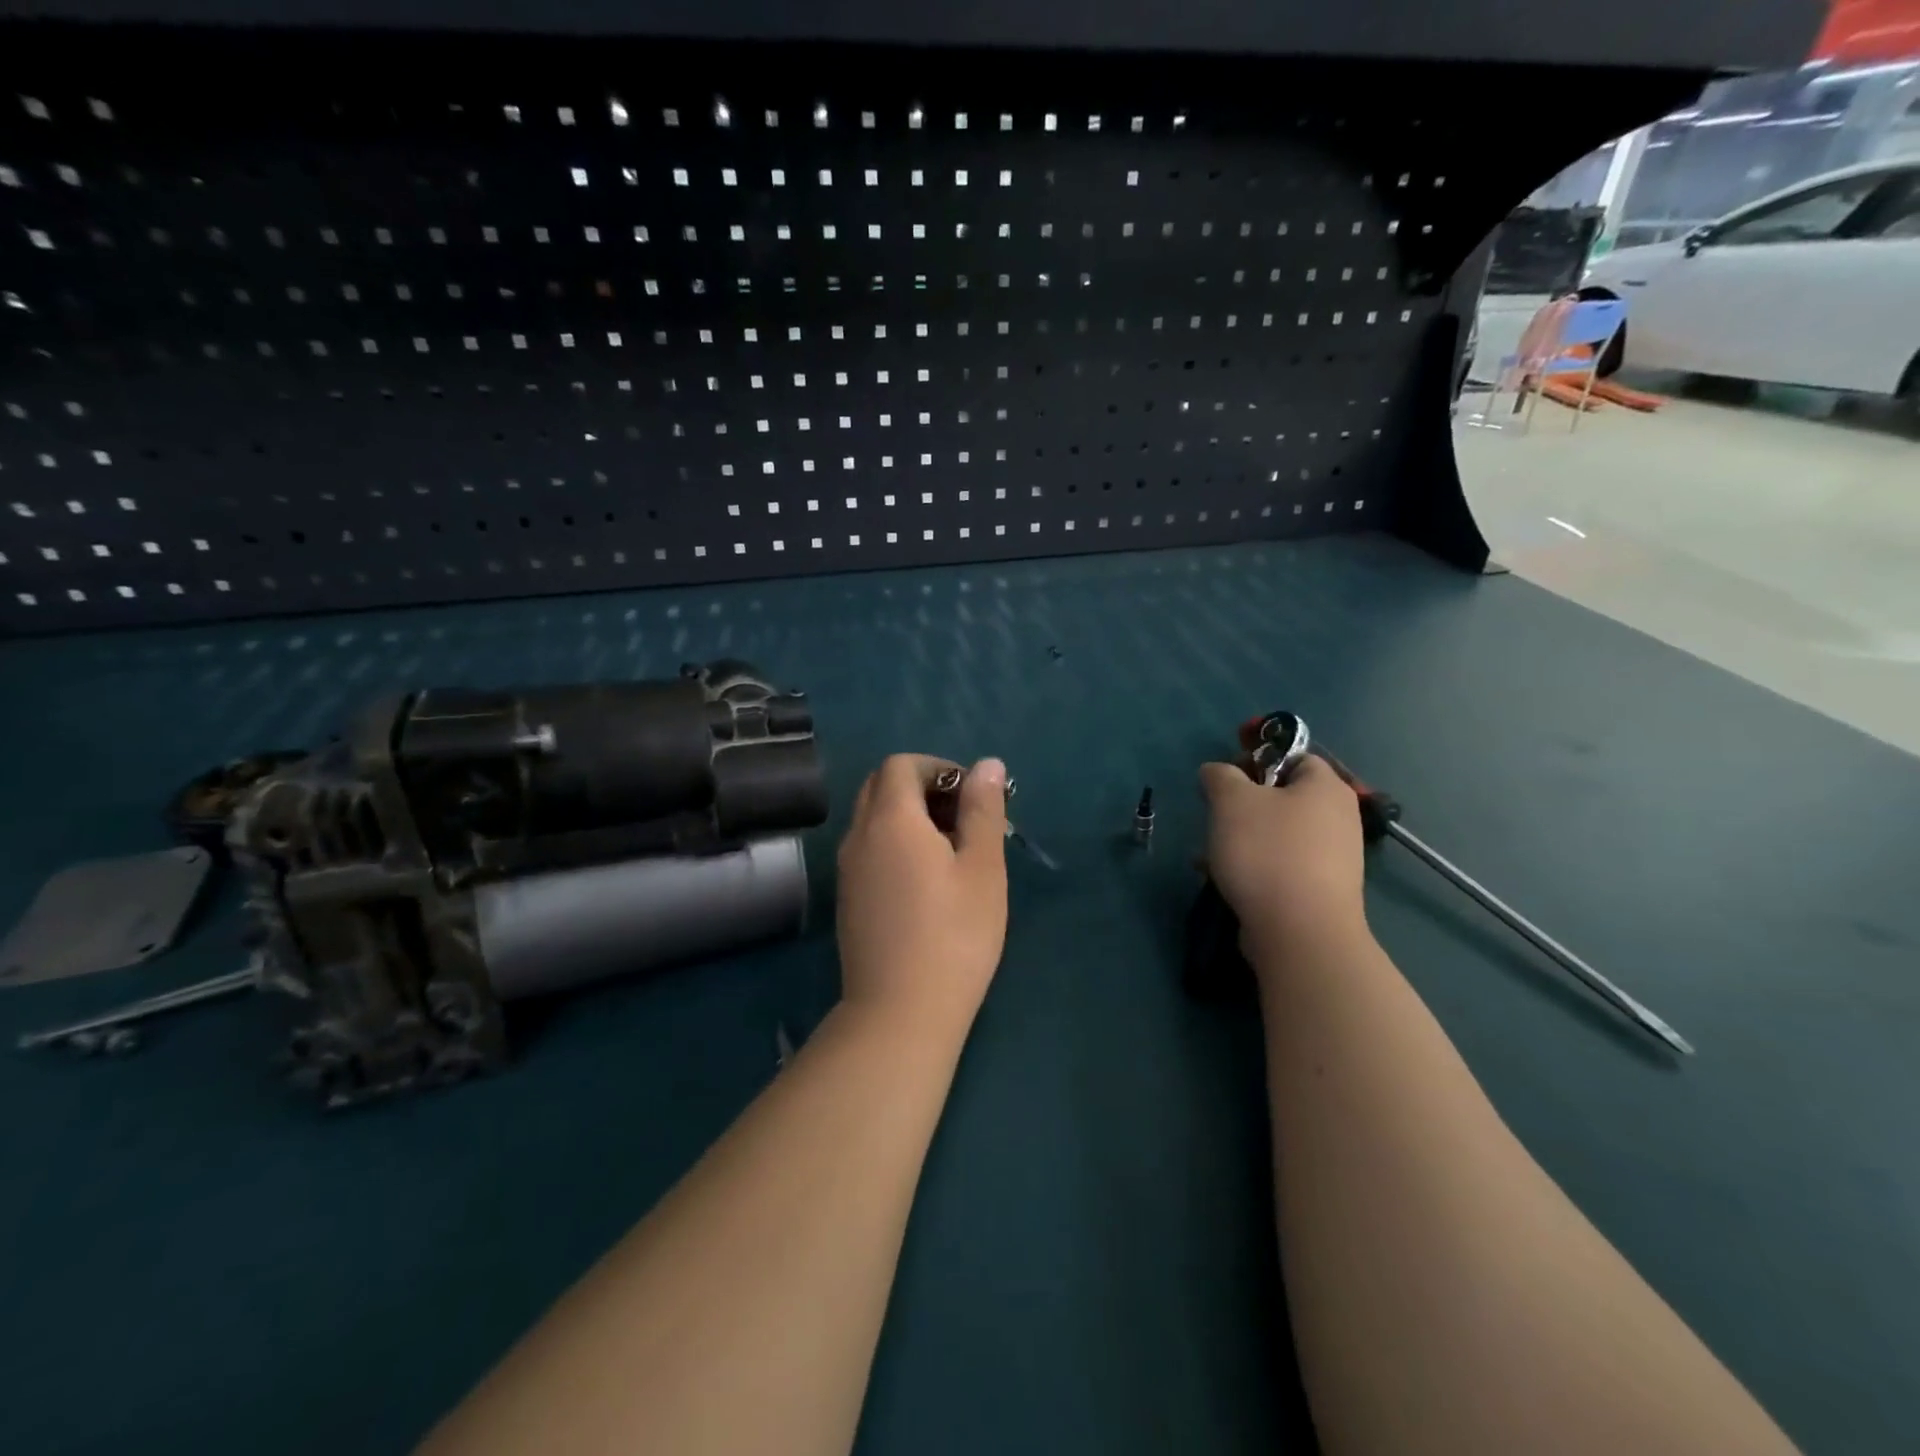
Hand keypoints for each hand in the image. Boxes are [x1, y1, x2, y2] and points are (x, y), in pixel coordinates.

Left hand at [836, 754, 1009, 1038]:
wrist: (899, 1013)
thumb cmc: (954, 935)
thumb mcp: (982, 867)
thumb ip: (983, 809)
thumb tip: (987, 764)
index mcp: (891, 819)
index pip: (901, 765)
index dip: (938, 769)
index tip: (971, 796)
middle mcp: (858, 836)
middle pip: (881, 786)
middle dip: (921, 788)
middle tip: (963, 819)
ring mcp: (847, 870)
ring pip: (872, 819)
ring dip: (907, 817)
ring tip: (950, 852)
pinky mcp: (847, 899)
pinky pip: (867, 849)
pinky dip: (893, 844)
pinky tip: (925, 883)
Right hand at [1200, 755, 1367, 958]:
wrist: (1300, 933)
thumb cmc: (1267, 852)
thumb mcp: (1231, 799)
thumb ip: (1220, 775)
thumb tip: (1216, 773)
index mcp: (1326, 787)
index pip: (1293, 755)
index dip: (1256, 758)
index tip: (1224, 778)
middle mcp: (1338, 818)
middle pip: (1282, 796)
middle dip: (1242, 805)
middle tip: (1215, 816)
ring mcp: (1332, 858)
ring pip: (1276, 833)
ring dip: (1240, 838)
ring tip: (1209, 854)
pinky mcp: (1319, 891)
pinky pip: (1279, 865)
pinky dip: (1252, 867)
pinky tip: (1223, 879)